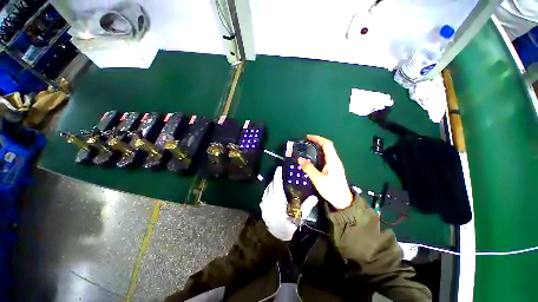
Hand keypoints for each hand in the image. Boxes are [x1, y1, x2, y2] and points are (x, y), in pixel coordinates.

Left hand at [260, 167, 318, 240]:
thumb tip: (315, 197)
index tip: (279, 168)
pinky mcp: (262, 207)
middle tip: (281, 174)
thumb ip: (307, 207)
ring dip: (272, 184)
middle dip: (276, 178)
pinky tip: (273, 191)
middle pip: (271, 185)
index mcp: (277, 201)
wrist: (276, 237)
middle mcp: (269, 200)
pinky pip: (265, 194)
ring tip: (278, 181)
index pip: (277, 184)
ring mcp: (264, 203)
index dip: (277, 175)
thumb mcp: (299, 217)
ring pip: (267, 189)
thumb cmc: (288, 226)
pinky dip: (269, 190)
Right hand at [298, 135, 352, 209]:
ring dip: (317, 148)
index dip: (318, 138)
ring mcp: (334, 165)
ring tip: (307, 149)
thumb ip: (309, 168)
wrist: (342, 201)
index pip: (327, 144)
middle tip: (305, 143)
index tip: (308, 137)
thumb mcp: (318, 179)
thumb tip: (300, 159)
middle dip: (316, 142)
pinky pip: (325, 158)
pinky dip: (318, 155)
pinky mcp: (333, 169)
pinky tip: (312, 159)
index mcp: (332, 160)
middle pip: (327, 147)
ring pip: (326, 152)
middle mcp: (334, 160)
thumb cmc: (331, 189)